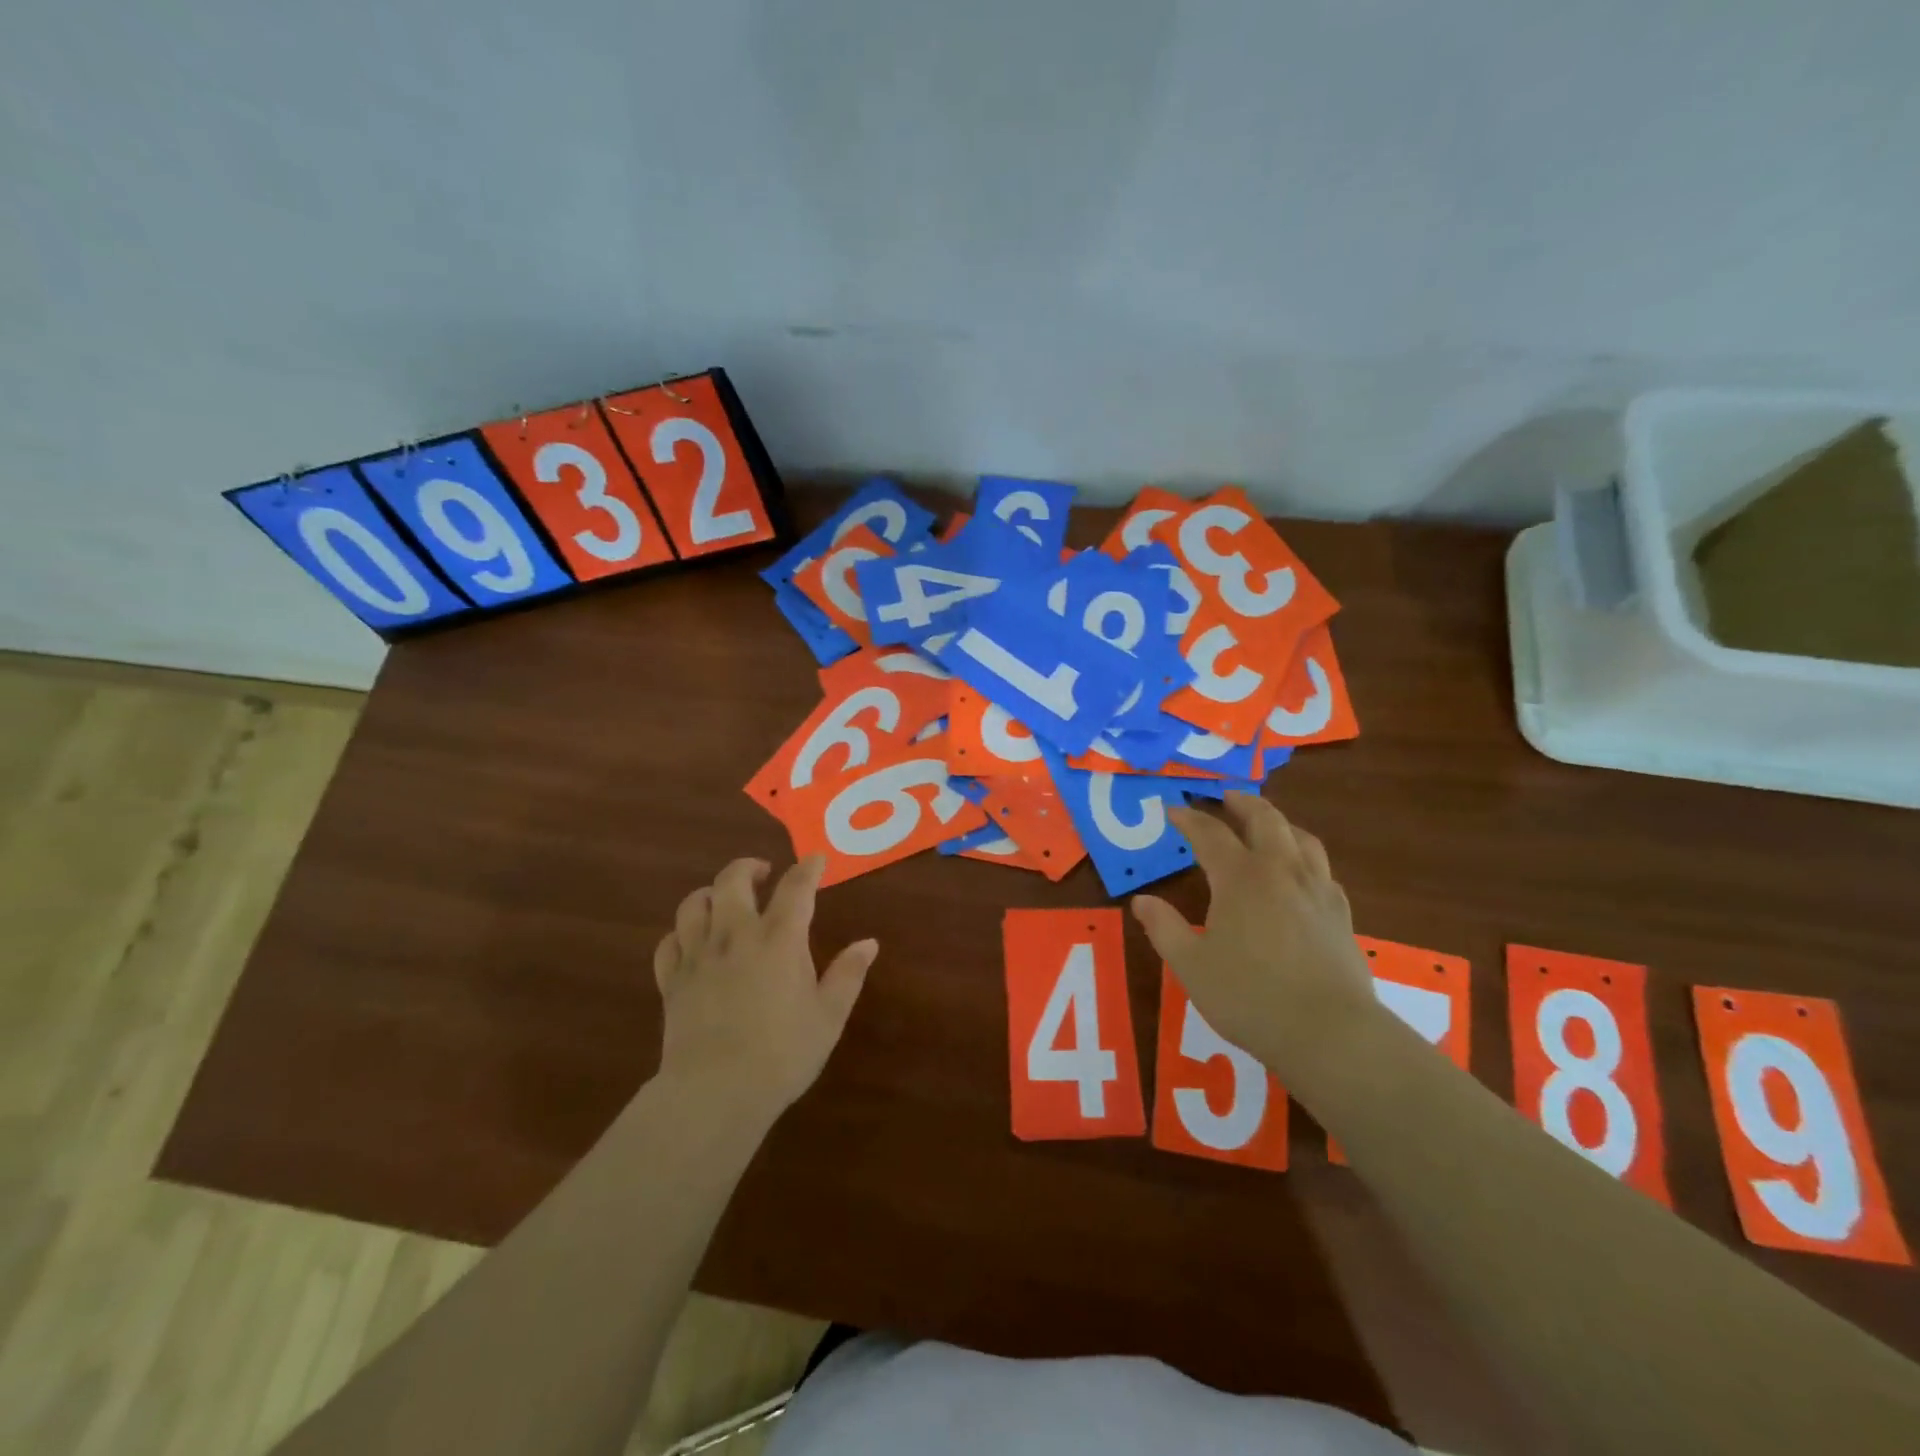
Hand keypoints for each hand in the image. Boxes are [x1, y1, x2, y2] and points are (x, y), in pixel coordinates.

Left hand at [652, 855, 876, 1123]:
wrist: (715, 1092)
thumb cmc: (782, 1053)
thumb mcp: (829, 1016)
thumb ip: (848, 974)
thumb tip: (869, 943)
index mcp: (779, 938)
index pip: (796, 887)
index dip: (808, 868)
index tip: (815, 859)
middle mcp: (736, 935)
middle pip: (733, 880)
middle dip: (748, 867)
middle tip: (763, 874)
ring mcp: (698, 956)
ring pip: (694, 904)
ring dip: (711, 893)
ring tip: (723, 900)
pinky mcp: (671, 981)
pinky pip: (668, 943)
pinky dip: (680, 933)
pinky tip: (691, 941)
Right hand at [1131, 793, 1377, 1086]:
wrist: (1329, 1033)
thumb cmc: (1249, 996)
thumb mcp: (1191, 965)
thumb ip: (1164, 928)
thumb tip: (1141, 900)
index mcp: (1240, 878)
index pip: (1210, 833)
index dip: (1189, 818)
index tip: (1173, 809)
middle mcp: (1281, 871)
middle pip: (1264, 819)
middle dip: (1241, 802)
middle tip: (1225, 797)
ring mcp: (1317, 889)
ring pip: (1300, 837)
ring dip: (1278, 822)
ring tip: (1265, 824)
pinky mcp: (1340, 913)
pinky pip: (1321, 868)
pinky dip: (1303, 856)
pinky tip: (1299, 873)